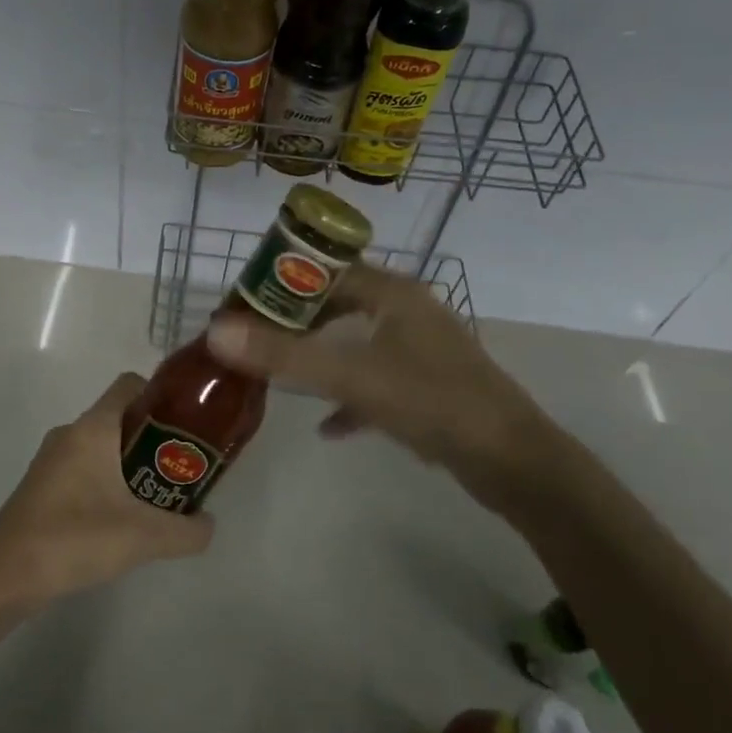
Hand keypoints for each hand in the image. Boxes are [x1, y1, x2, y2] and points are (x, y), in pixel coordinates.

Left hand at [0, 373, 214, 604]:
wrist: (5, 576)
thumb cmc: (75, 539)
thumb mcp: (144, 537)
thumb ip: (187, 531)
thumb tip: (208, 524)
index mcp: (92, 428)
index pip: (130, 385)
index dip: (161, 396)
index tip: (187, 424)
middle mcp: (69, 433)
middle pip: (119, 418)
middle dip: (153, 438)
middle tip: (180, 468)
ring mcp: (51, 460)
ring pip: (101, 447)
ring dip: (130, 464)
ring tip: (156, 497)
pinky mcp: (41, 486)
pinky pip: (83, 470)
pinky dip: (106, 483)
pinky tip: (120, 520)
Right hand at [206, 263, 567, 519]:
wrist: (515, 462)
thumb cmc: (433, 402)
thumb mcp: (352, 377)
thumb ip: (284, 355)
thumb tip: (216, 331)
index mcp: (393, 294)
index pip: (326, 270)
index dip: (283, 280)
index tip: (244, 301)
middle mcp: (408, 312)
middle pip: (339, 304)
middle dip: (296, 322)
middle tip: (253, 338)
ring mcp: (421, 349)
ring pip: (357, 342)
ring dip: (319, 356)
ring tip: (278, 374)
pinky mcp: (429, 386)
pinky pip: (376, 380)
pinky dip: (349, 396)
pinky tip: (328, 426)